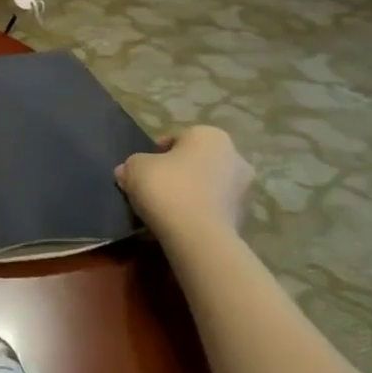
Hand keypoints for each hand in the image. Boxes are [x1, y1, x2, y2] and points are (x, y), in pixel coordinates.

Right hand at [116, 126, 253, 240]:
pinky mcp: (244, 218)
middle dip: (178, 173)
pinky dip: (199, 213)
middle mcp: (234, 156)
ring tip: (166, 210)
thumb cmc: (168, 188)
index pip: (176, 139)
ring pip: (207, 186)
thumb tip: (127, 171)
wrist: (198, 237)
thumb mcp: (135, 168)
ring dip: (191, 193)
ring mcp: (244, 189)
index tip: (143, 171)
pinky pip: (213, 209)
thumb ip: (132, 164)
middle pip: (195, 162)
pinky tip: (181, 224)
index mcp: (210, 135)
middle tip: (154, 189)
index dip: (156, 154)